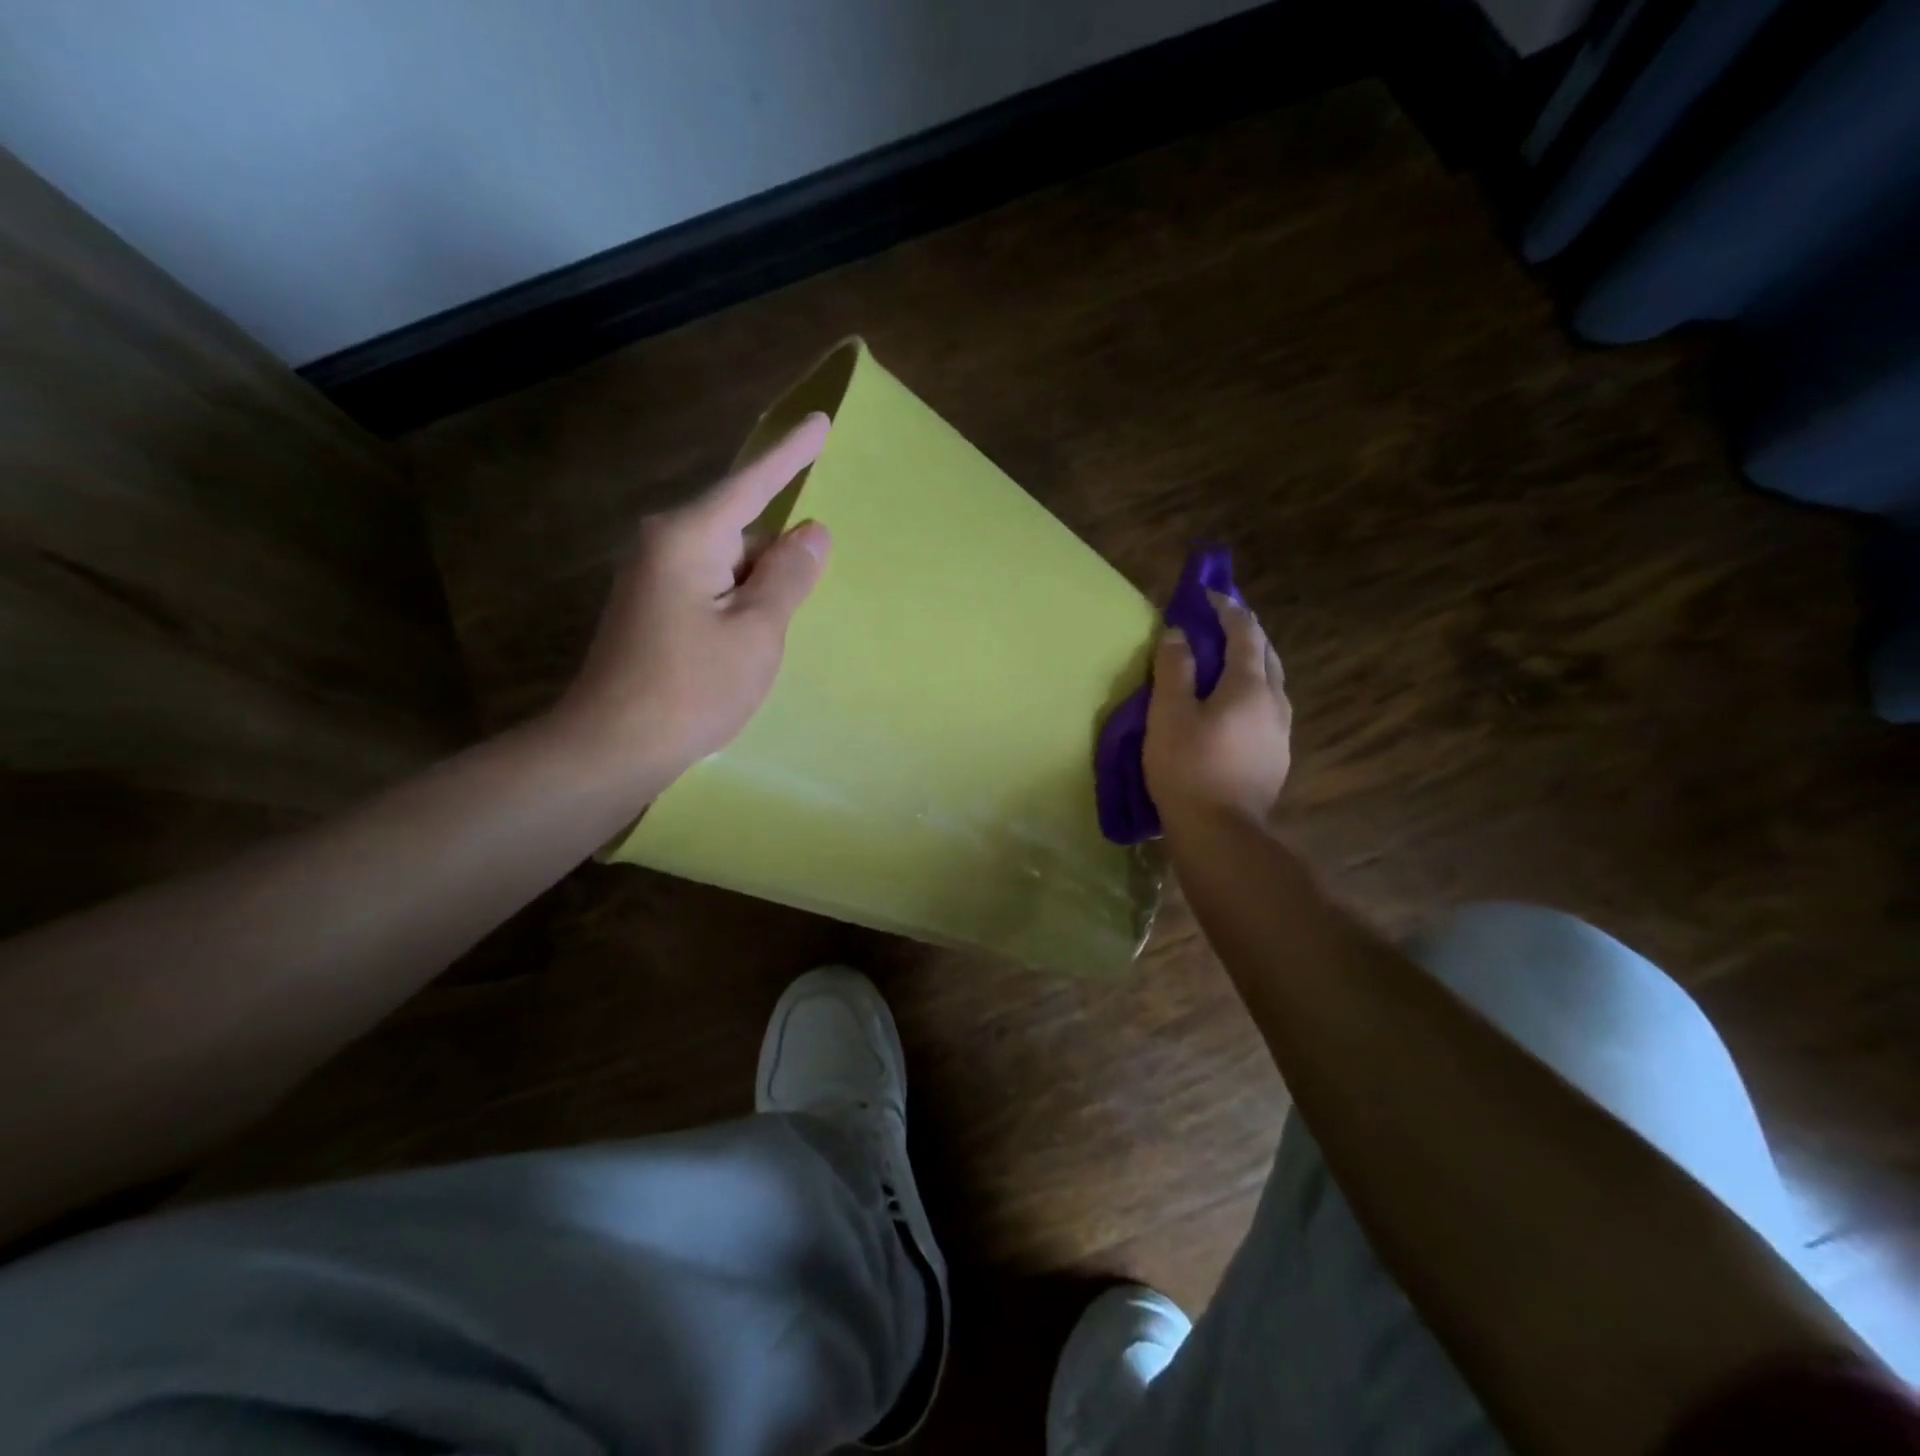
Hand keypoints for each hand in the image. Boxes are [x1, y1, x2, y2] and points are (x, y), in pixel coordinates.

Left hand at [552, 414, 832, 789]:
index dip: (792, 455)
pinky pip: (711, 588)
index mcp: (689, 537)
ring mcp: (653, 577)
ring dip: (756, 595)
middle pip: (742, 530)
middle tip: (784, 620)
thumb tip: (813, 531)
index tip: (821, 422)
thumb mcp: (757, 632)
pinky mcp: (651, 608)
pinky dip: (737, 609)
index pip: (753, 483)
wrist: (612, 747)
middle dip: (775, 563)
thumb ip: (789, 576)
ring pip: (729, 564)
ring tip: (757, 651)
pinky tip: (739, 653)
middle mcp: (664, 545)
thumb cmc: (692, 689)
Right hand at [1143, 592, 1291, 828]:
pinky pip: (1266, 709)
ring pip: (1270, 683)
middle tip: (1218, 623)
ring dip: (1250, 664)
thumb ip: (1175, 668)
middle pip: (1266, 654)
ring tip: (1224, 664)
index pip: (1245, 632)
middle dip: (1244, 632)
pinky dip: (1250, 693)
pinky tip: (1231, 708)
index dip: (1227, 608)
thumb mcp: (1169, 714)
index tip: (1207, 593)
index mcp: (1250, 686)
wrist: (1221, 834)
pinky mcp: (1276, 757)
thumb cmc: (1188, 768)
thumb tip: (1179, 634)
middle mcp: (1275, 702)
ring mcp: (1280, 732)